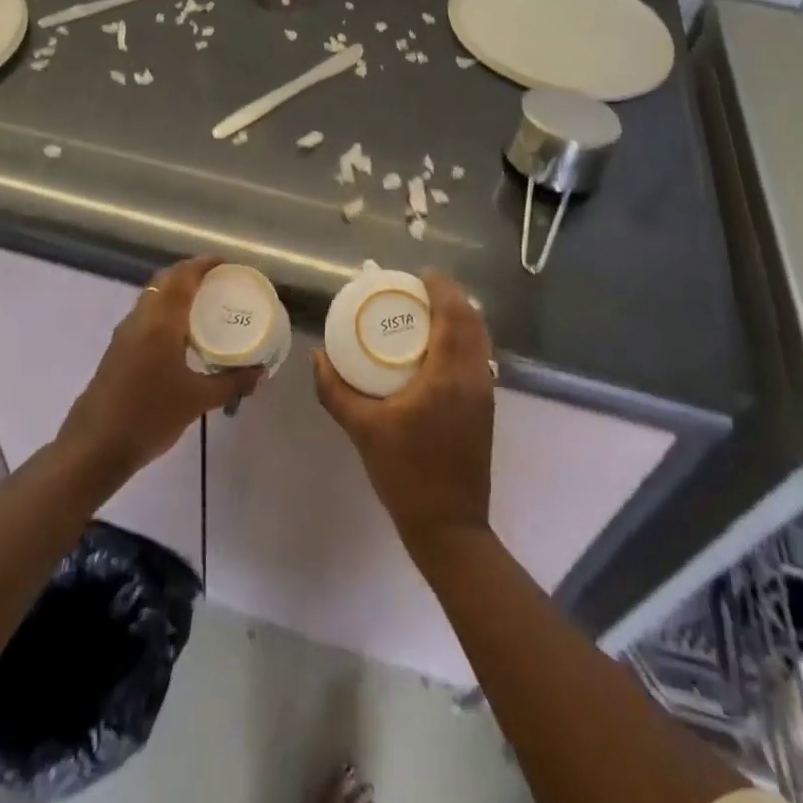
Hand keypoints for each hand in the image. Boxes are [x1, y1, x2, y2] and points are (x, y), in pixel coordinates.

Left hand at [59, 255, 261, 482]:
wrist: (94, 447)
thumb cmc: (149, 417)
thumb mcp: (197, 400)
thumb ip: (231, 383)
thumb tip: (260, 372)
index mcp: (160, 322)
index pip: (183, 277)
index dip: (205, 264)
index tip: (228, 263)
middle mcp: (141, 318)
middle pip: (165, 280)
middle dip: (191, 273)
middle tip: (220, 280)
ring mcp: (125, 333)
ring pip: (153, 296)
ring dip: (176, 290)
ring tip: (205, 303)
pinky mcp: (118, 349)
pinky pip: (146, 314)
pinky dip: (166, 309)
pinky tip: (182, 333)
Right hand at [314, 271, 495, 555]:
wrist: (449, 527)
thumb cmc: (405, 474)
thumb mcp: (363, 430)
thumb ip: (336, 391)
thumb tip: (317, 358)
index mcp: (449, 376)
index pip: (454, 315)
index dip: (442, 289)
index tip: (421, 275)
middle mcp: (474, 377)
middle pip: (473, 321)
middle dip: (452, 298)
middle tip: (420, 290)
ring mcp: (485, 393)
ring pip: (480, 340)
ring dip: (460, 318)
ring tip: (428, 312)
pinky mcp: (486, 408)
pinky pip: (478, 358)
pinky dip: (463, 339)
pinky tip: (436, 348)